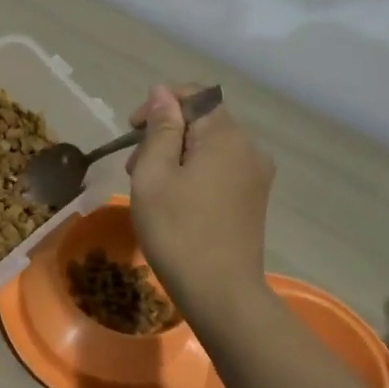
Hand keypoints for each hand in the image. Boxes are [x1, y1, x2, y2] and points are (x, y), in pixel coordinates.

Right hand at [126, 84, 275, 308]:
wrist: (222, 294)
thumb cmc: (178, 231)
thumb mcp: (154, 174)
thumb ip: (160, 128)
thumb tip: (162, 93)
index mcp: (226, 135)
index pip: (194, 94)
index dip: (159, 104)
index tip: (132, 130)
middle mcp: (249, 146)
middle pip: (202, 119)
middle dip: (165, 132)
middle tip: (135, 165)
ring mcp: (256, 173)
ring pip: (210, 144)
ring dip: (177, 153)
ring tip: (151, 184)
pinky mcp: (254, 196)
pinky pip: (221, 166)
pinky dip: (196, 170)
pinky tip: (176, 197)